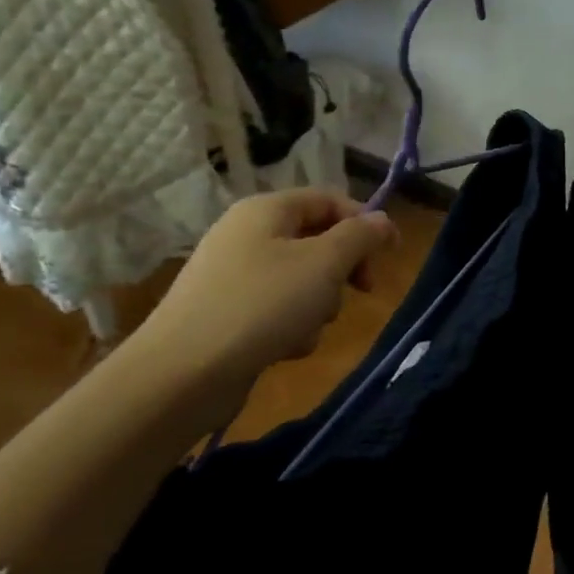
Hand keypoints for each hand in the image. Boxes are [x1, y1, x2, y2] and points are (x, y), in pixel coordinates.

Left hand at [131, 190, 397, 422]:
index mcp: (266, 210)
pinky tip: (285, 347)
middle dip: (342, 269)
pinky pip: (277, 308)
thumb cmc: (262, 305)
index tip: (390, 256)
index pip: (330, 200)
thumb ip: (360, 236)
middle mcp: (247, 234)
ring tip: (308, 327)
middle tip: (360, 291)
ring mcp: (233, 275)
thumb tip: (383, 220)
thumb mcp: (324, 264)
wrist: (183, 373)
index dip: (365, 223)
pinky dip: (290, 325)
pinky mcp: (227, 312)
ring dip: (318, 303)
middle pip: (317, 240)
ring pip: (301, 279)